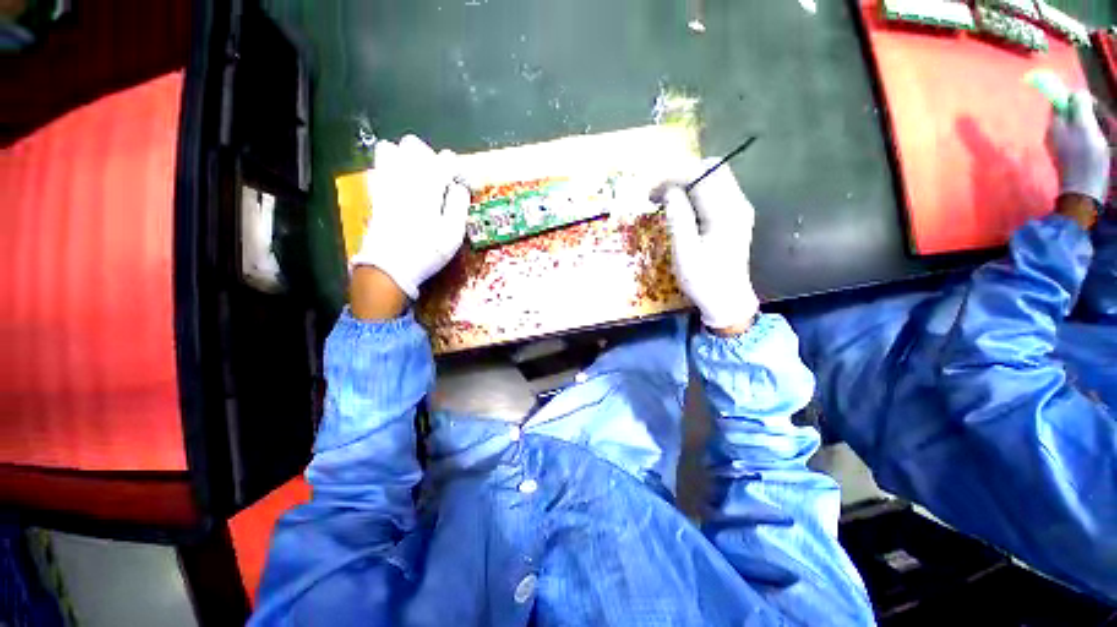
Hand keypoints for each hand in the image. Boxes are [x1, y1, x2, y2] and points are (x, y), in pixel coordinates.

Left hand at [350, 135, 469, 305]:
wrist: (390, 266)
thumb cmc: (427, 251)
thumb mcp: (453, 234)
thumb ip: (459, 205)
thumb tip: (460, 187)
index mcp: (428, 186)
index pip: (447, 160)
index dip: (459, 170)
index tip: (464, 187)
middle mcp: (404, 177)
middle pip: (415, 146)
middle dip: (431, 157)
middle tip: (441, 180)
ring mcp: (385, 183)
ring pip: (391, 150)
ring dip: (408, 159)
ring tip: (419, 178)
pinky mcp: (375, 193)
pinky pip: (378, 167)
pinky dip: (391, 168)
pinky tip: (401, 184)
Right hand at [656, 163, 759, 333]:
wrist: (727, 300)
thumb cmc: (703, 279)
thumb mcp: (684, 252)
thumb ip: (678, 217)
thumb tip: (669, 191)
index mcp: (725, 212)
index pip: (701, 175)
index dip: (673, 178)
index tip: (652, 193)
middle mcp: (737, 204)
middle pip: (712, 169)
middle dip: (682, 175)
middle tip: (659, 195)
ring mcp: (739, 209)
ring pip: (715, 178)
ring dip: (688, 183)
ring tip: (667, 202)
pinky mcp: (736, 216)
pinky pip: (717, 191)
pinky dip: (697, 193)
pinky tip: (683, 209)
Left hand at [1047, 92, 1110, 203]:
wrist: (1083, 191)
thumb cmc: (1085, 158)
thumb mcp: (1085, 126)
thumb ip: (1079, 106)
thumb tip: (1076, 93)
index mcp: (1054, 124)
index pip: (1060, 100)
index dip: (1077, 98)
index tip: (1092, 106)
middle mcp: (1053, 132)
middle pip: (1072, 111)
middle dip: (1089, 113)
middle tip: (1102, 123)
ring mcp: (1060, 144)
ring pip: (1080, 124)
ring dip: (1094, 126)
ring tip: (1104, 136)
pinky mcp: (1070, 155)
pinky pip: (1083, 138)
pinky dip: (1094, 138)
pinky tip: (1101, 147)